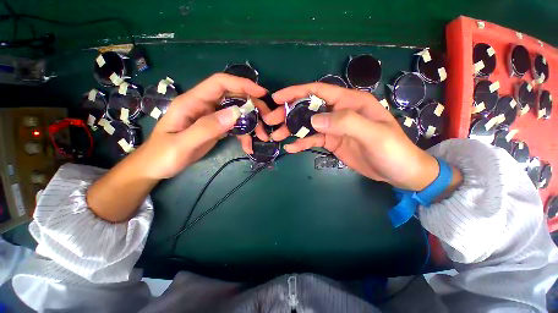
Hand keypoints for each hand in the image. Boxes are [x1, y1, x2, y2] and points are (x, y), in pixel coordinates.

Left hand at [136, 73, 268, 178]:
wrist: (156, 167)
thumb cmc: (163, 155)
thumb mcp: (182, 144)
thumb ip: (207, 128)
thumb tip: (234, 113)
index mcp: (193, 102)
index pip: (220, 83)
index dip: (241, 84)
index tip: (261, 93)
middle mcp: (204, 106)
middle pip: (234, 97)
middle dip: (253, 106)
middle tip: (267, 119)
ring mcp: (211, 117)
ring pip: (237, 113)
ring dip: (252, 123)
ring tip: (262, 136)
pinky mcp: (216, 128)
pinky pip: (235, 127)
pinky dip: (245, 135)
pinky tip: (249, 146)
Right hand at [268, 83, 439, 190]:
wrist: (398, 172)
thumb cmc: (392, 150)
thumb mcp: (373, 134)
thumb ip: (345, 123)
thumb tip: (314, 120)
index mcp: (350, 102)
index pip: (319, 91)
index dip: (297, 92)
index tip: (277, 98)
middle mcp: (339, 112)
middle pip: (309, 108)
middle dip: (289, 113)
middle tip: (271, 121)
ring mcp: (333, 128)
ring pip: (307, 125)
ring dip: (291, 129)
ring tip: (276, 136)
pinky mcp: (331, 142)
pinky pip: (313, 140)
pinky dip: (301, 143)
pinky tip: (290, 148)